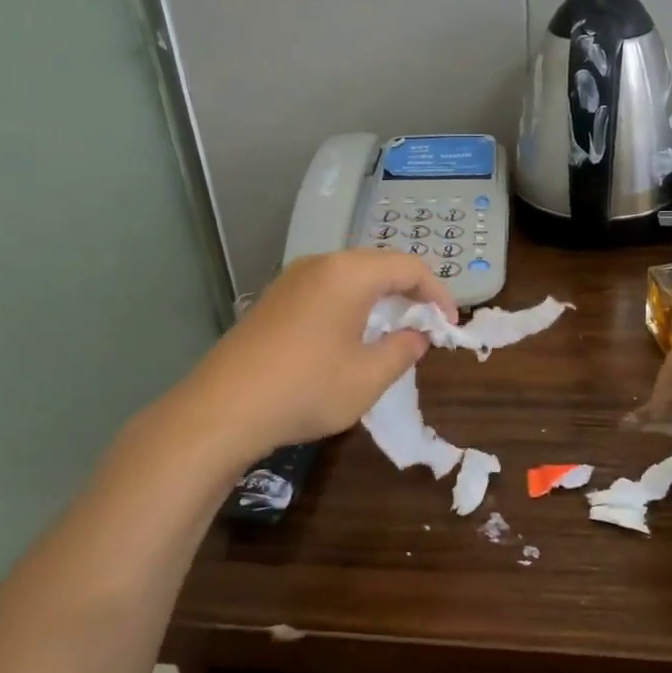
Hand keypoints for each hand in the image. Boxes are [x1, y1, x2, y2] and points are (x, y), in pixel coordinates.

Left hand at [174, 249, 458, 459]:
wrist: (222, 408)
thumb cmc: (306, 389)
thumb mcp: (368, 377)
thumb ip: (403, 350)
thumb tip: (417, 336)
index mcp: (350, 273)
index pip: (409, 267)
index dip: (437, 294)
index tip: (449, 324)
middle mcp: (321, 264)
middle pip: (379, 266)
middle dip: (409, 293)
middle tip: (425, 326)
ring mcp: (292, 279)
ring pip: (351, 277)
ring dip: (379, 299)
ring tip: (392, 332)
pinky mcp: (274, 299)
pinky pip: (326, 289)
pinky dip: (351, 305)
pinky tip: (349, 337)